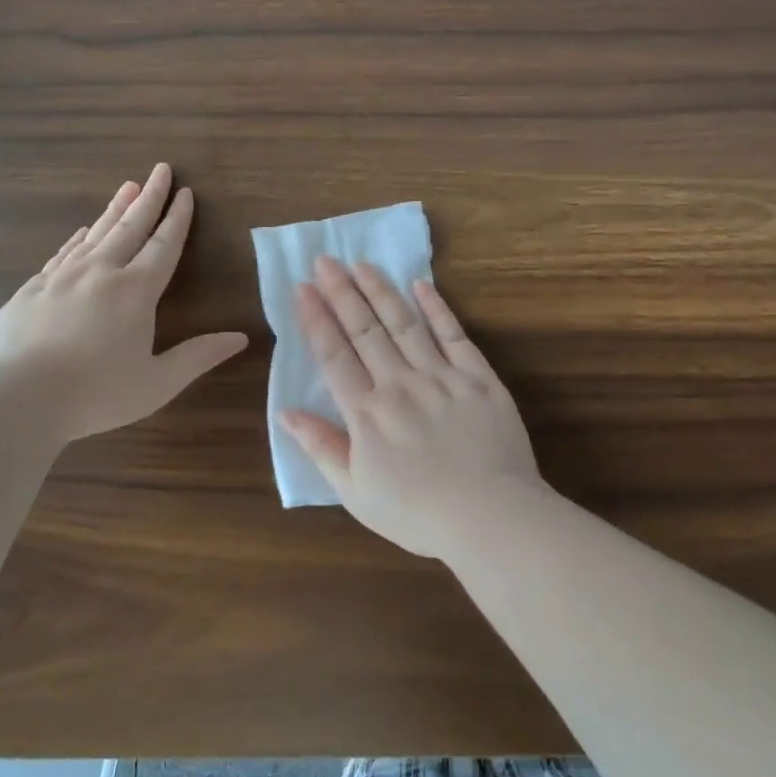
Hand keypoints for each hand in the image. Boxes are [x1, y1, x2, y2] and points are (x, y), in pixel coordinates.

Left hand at [0, 164, 247, 441]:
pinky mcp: (31, 289)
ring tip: (127, 187)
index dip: (177, 219)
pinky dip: (78, 238)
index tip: (185, 193)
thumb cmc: (96, 393)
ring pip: (95, 233)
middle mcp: (101, 272)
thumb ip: (198, 357)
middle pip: (130, 226)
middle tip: (159, 169)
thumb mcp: (158, 383)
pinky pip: (62, 253)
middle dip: (149, 197)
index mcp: (136, 291)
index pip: (164, 246)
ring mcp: (62, 277)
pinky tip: (82, 232)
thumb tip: (239, 338)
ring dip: (115, 210)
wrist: (16, 396)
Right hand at [279, 256, 543, 560]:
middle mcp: (399, 384)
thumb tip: (285, 412)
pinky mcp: (478, 377)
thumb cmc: (416, 513)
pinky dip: (436, 308)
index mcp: (366, 412)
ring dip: (381, 290)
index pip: (334, 355)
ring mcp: (441, 376)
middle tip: (326, 259)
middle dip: (342, 291)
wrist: (489, 517)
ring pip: (404, 323)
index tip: (302, 287)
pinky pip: (453, 335)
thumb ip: (321, 447)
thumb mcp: (355, 492)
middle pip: (364, 329)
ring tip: (362, 263)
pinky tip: (421, 285)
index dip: (315, 319)